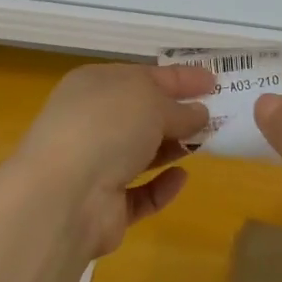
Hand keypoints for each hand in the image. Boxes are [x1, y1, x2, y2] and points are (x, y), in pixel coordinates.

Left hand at [14, 63, 213, 256]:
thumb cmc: (107, 127)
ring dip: (171, 148)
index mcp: (95, 85)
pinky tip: (181, 178)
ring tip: (206, 144)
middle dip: (177, 114)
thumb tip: (199, 114)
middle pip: (142, 115)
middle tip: (217, 115)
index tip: (214, 81)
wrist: (64, 196)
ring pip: (140, 153)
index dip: (180, 78)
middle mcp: (91, 122)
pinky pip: (139, 193)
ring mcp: (94, 165)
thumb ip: (179, 109)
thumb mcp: (152, 102)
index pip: (145, 75)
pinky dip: (161, 186)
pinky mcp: (103, 206)